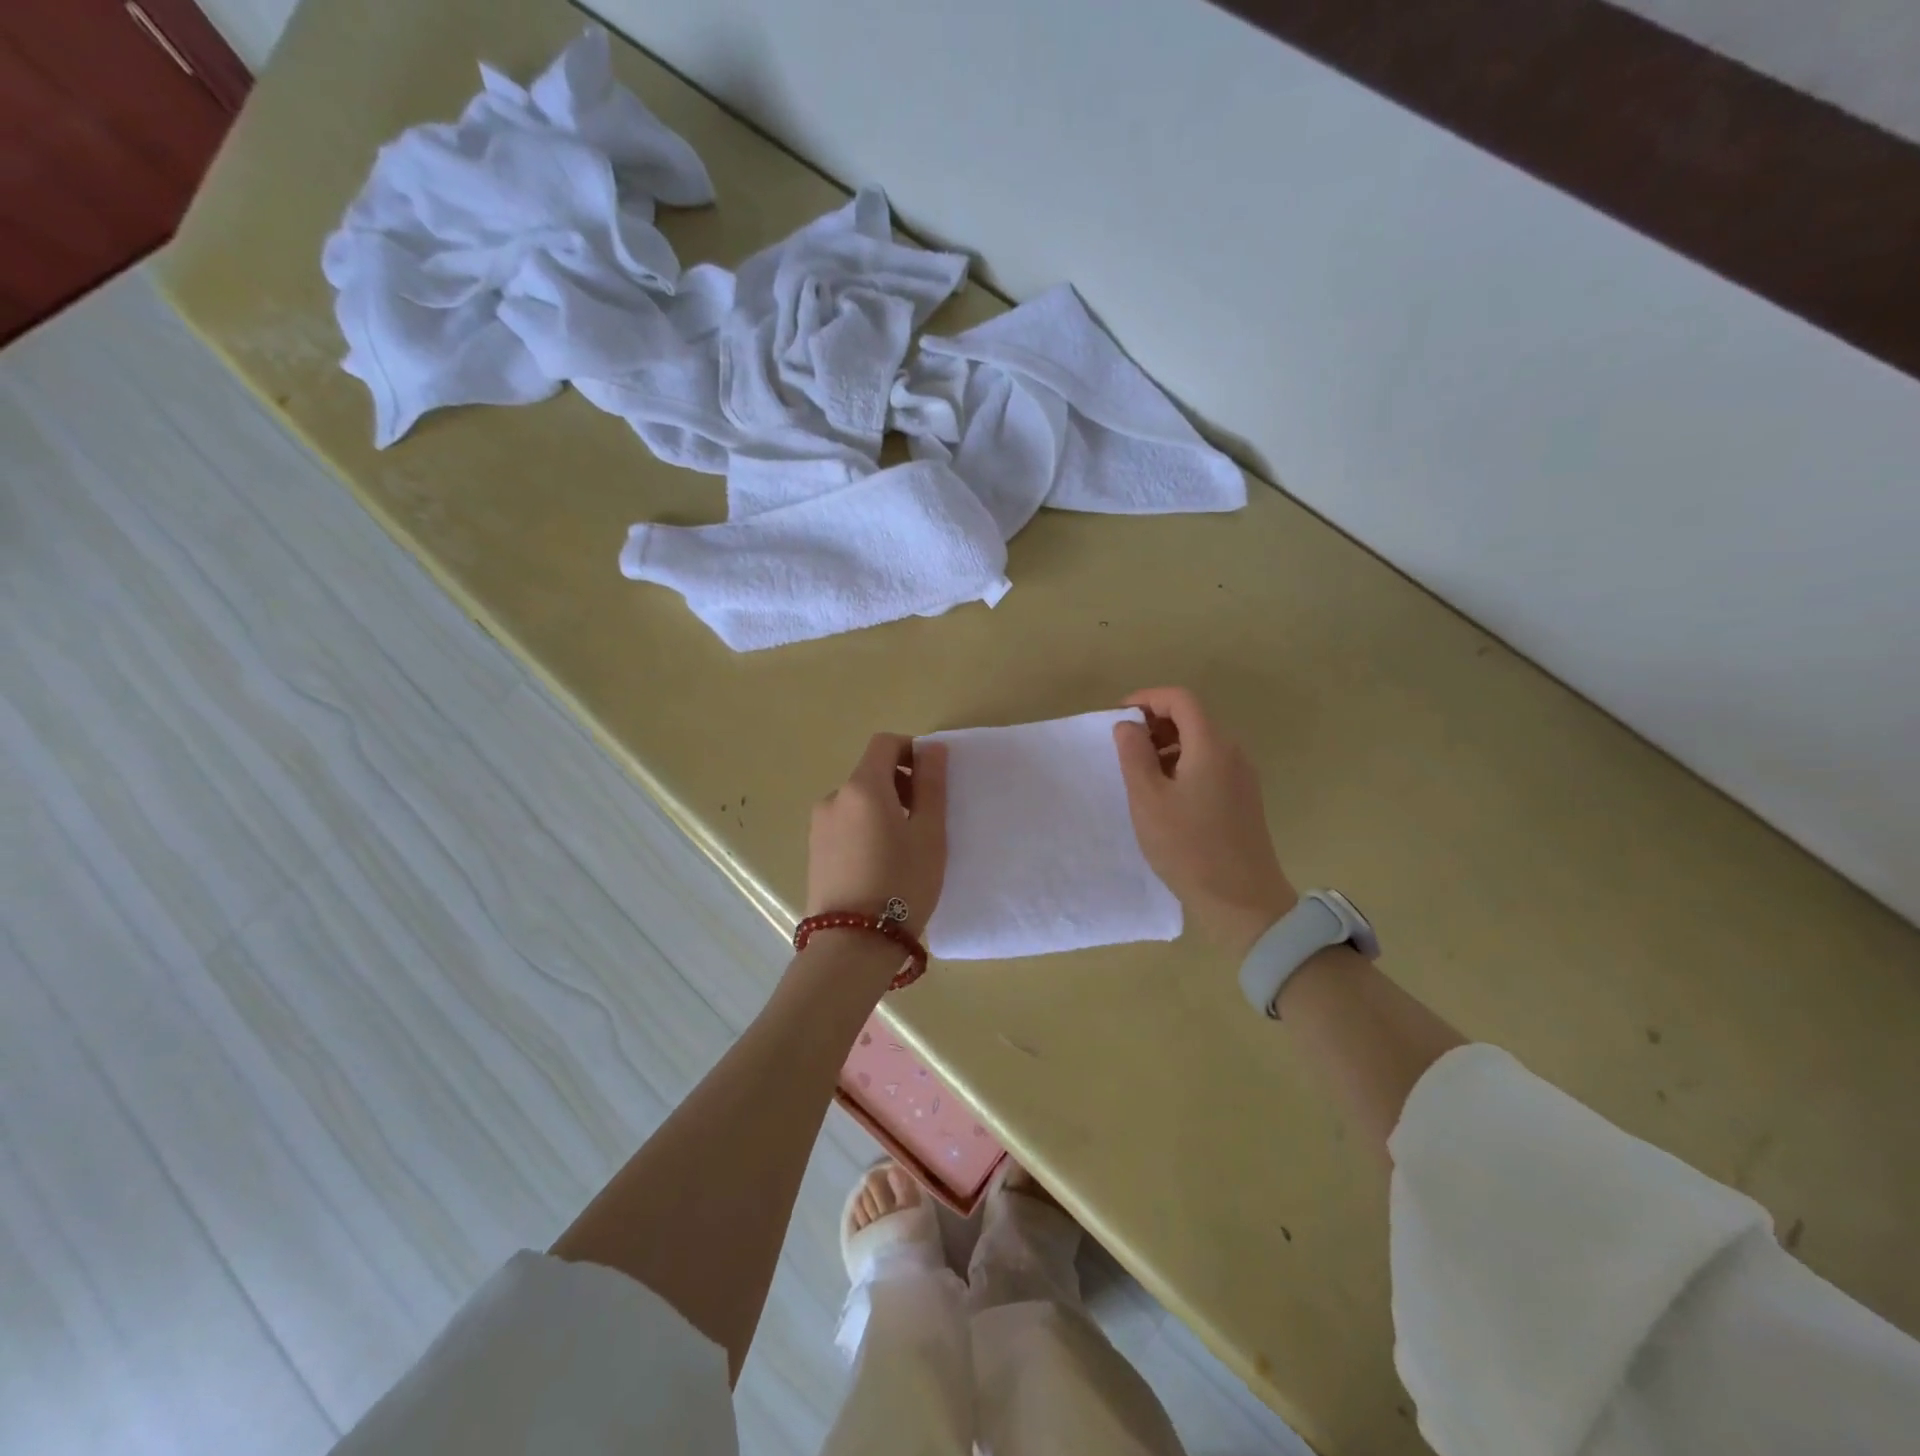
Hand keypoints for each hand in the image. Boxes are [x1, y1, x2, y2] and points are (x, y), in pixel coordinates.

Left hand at [806, 733, 947, 939]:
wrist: (853, 944)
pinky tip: (880, 863)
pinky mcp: (814, 850)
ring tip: (903, 846)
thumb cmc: (902, 883)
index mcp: (863, 787)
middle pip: (870, 772)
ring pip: (858, 800)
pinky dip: (866, 828)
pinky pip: (846, 823)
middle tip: (925, 818)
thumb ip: (931, 785)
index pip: (885, 743)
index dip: (911, 750)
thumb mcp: (929, 833)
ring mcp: (819, 825)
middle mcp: (834, 798)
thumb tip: (932, 748)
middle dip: (900, 783)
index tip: (931, 779)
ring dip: (883, 808)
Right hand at [1112, 687, 1296, 960]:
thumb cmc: (1188, 846)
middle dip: (1155, 723)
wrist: (1242, 900)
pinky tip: (1165, 795)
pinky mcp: (1243, 797)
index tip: (1119, 717)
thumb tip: (1128, 725)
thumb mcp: (1148, 799)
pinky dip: (1183, 764)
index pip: (1180, 699)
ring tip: (1140, 774)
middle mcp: (1232, 752)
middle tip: (1125, 748)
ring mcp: (1242, 775)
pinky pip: (1210, 764)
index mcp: (1211, 745)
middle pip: (1192, 718)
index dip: (1147, 698)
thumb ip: (1134, 755)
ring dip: (1167, 746)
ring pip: (1201, 742)